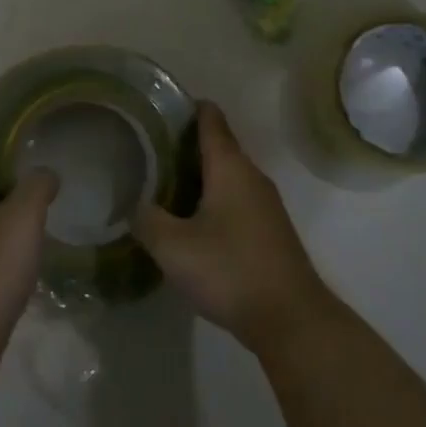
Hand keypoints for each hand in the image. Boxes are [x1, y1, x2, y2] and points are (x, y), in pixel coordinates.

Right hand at [133, 102, 332, 355]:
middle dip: (184, 145)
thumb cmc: (230, 270)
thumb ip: (147, 220)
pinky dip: (212, 198)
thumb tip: (134, 205)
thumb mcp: (174, 248)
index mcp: (229, 167)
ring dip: (198, 175)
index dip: (186, 107)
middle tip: (147, 152)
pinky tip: (191, 221)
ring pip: (227, 175)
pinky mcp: (270, 229)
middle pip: (218, 146)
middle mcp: (251, 175)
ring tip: (162, 185)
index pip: (210, 118)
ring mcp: (265, 203)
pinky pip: (236, 198)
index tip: (158, 109)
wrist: (291, 319)